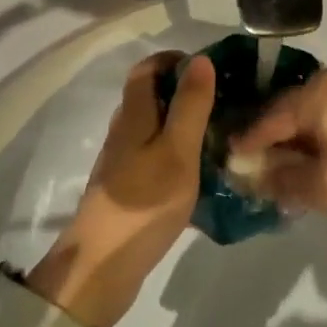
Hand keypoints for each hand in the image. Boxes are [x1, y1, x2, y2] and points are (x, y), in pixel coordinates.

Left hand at [30, 52, 213, 326]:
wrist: (102, 267)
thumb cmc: (144, 204)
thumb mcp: (177, 151)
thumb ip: (190, 106)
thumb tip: (200, 60)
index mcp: (133, 116)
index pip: (147, 69)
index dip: (175, 60)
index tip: (211, 68)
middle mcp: (124, 132)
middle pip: (150, 96)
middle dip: (184, 90)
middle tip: (225, 100)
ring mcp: (123, 162)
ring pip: (154, 127)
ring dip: (182, 122)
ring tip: (220, 132)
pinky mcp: (128, 189)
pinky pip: (155, 155)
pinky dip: (177, 152)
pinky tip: (200, 170)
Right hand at [232, 62, 326, 260]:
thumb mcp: (324, 189)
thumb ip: (280, 178)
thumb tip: (248, 173)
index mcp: (326, 89)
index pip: (274, 113)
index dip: (250, 139)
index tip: (228, 160)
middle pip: (297, 107)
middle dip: (277, 139)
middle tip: (256, 170)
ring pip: (322, 111)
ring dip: (303, 140)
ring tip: (284, 172)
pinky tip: (318, 163)